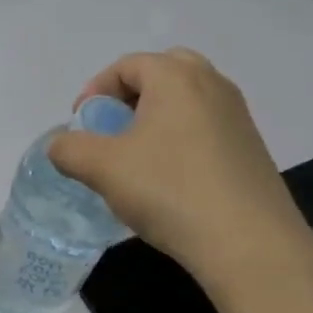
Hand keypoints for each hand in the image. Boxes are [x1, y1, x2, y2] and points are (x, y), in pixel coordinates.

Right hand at [48, 49, 312, 306]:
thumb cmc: (170, 191)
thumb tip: (61, 146)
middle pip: (162, 72)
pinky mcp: (252, 148)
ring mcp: (237, 116)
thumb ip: (69, 149)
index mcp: (176, 76)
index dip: (95, 91)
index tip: (82, 126)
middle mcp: (212, 84)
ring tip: (137, 158)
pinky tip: (170, 180)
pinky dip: (181, 139)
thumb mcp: (103, 168)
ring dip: (156, 118)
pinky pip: (206, 127)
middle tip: (113, 129)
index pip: (126, 66)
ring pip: (186, 101)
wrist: (251, 246)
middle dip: (131, 96)